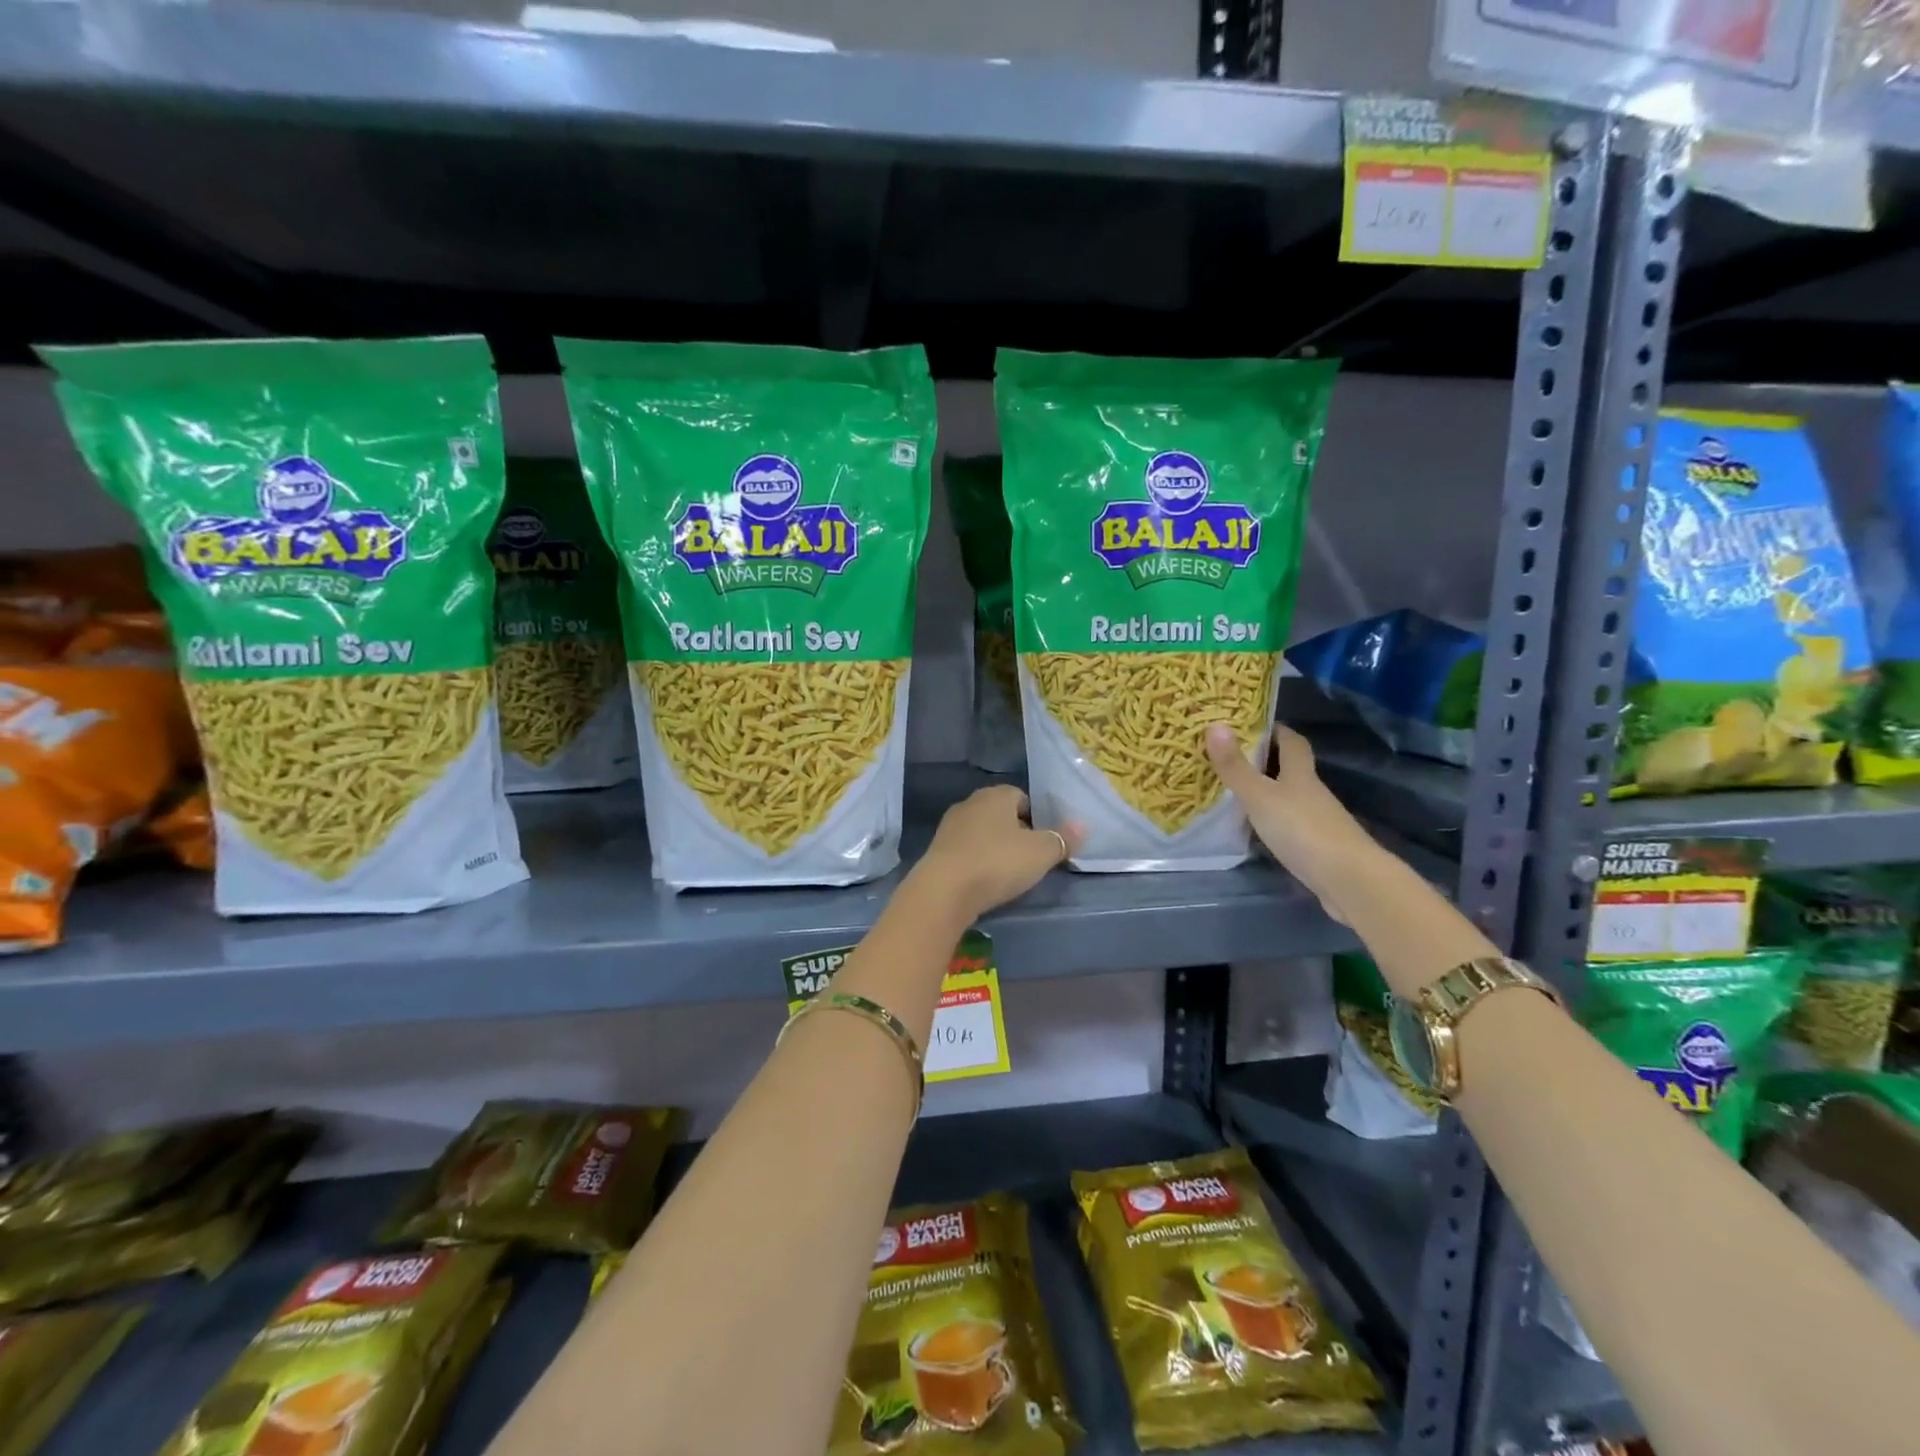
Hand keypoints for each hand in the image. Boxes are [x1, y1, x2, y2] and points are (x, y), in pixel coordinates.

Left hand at [912, 785, 1083, 921]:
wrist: (944, 890)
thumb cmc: (998, 862)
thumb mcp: (1041, 853)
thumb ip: (1062, 839)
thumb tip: (1081, 826)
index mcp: (995, 795)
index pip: (1020, 796)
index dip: (1035, 817)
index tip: (1043, 841)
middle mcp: (970, 803)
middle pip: (1000, 813)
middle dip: (1014, 832)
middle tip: (1029, 857)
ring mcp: (949, 826)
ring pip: (981, 832)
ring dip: (993, 847)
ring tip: (1007, 873)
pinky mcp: (936, 850)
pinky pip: (965, 850)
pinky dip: (976, 861)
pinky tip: (983, 880)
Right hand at [1205, 723, 1378, 907]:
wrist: (1349, 879)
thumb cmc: (1302, 829)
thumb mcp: (1260, 796)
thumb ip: (1236, 766)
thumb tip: (1214, 724)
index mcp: (1300, 774)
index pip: (1292, 742)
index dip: (1276, 731)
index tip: (1254, 724)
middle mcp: (1312, 793)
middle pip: (1292, 769)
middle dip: (1268, 761)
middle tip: (1233, 757)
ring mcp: (1318, 821)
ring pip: (1290, 798)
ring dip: (1269, 793)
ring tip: (1235, 793)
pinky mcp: (1318, 847)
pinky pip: (1291, 826)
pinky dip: (1274, 822)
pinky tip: (1256, 830)